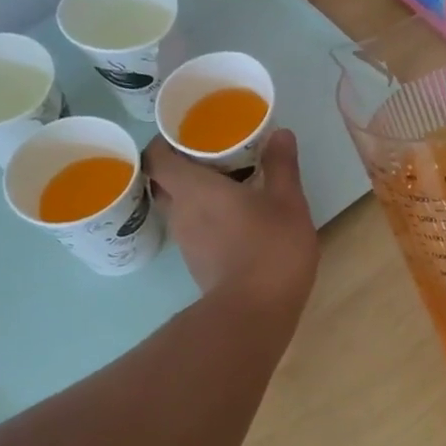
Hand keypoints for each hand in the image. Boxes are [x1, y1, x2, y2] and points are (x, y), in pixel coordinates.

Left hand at [145, 130, 317, 313]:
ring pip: (179, 207)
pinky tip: (233, 220)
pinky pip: (193, 230)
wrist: (255, 312)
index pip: (157, 156)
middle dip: (181, 166)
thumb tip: (280, 133)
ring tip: (226, 185)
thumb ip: (281, 166)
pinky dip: (206, 219)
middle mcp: (180, 211)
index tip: (188, 133)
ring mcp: (186, 242)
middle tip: (212, 156)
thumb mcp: (287, 201)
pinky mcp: (197, 264)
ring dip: (195, 195)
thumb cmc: (270, 248)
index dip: (166, 141)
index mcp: (194, 188)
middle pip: (164, 181)